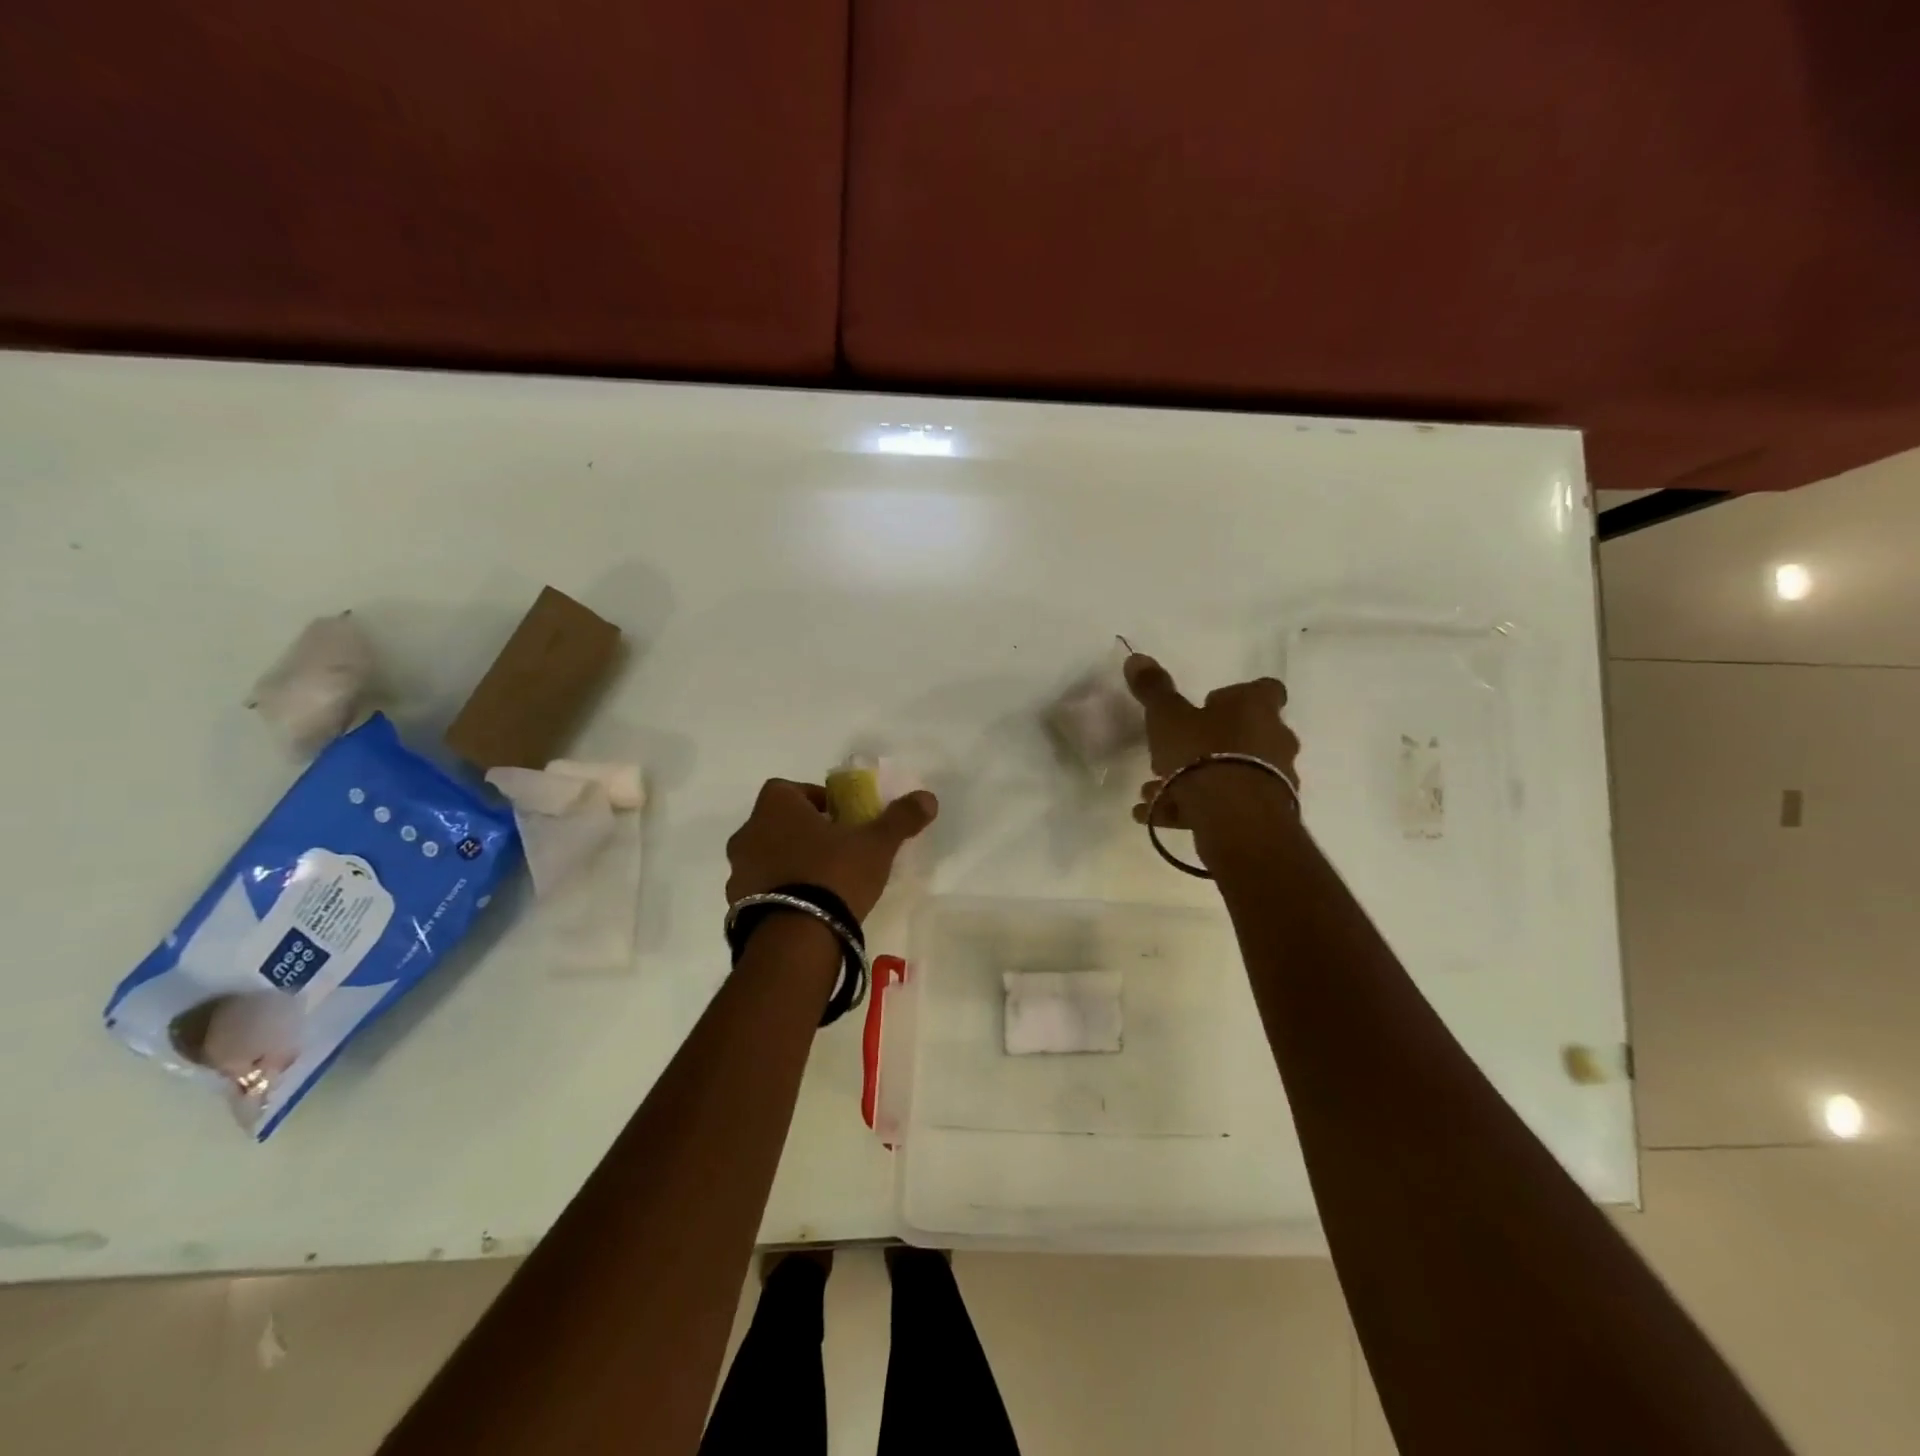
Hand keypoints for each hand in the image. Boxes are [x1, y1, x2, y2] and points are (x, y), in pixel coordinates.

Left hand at [725, 779, 938, 921]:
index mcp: (775, 806)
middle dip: (802, 832)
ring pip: (766, 856)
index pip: (792, 790)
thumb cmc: (834, 874)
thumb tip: (928, 798)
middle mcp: (748, 832)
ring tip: (820, 884)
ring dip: (787, 863)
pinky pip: (759, 889)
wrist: (795, 938)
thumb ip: (900, 818)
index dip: (816, 801)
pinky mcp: (735, 905)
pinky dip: (777, 892)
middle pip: (777, 823)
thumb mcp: (876, 844)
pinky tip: (803, 909)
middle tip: (834, 850)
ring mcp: (736, 870)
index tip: (840, 819)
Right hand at [1123, 654, 1299, 828]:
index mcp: (1256, 708)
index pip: (1265, 690)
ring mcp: (1275, 779)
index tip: (1208, 706)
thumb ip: (1154, 690)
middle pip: (1246, 734)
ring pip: (1232, 772)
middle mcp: (1275, 739)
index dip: (1236, 696)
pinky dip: (1195, 808)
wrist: (1234, 817)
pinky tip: (1157, 815)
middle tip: (1173, 754)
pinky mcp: (1266, 814)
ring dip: (1197, 779)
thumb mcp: (1168, 717)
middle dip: (1209, 744)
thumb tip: (1137, 658)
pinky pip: (1227, 805)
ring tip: (1154, 791)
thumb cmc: (1202, 753)